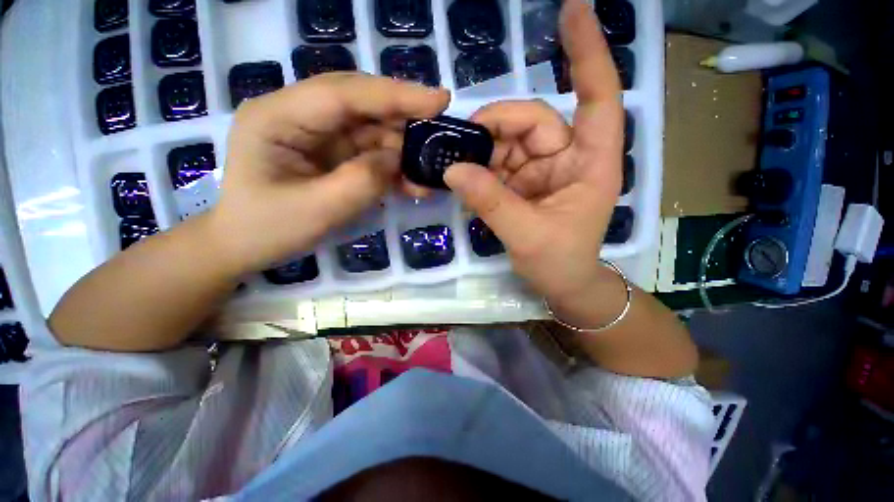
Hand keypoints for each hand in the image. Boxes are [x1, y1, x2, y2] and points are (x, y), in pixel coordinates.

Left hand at [208, 73, 449, 272]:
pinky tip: (411, 181)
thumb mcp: (317, 211)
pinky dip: (393, 165)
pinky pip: (369, 151)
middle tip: (440, 131)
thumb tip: (397, 158)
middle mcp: (299, 114)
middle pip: (361, 104)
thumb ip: (362, 182)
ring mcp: (317, 134)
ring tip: (429, 169)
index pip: (344, 94)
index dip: (395, 95)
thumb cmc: (268, 230)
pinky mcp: (331, 152)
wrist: (245, 246)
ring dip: (402, 148)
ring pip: (370, 129)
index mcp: (279, 116)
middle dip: (403, 117)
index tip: (439, 100)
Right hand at [444, 0, 624, 319]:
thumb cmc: (560, 263)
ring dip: (482, 153)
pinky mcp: (524, 183)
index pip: (597, 97)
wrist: (562, 283)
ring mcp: (544, 169)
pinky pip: (498, 164)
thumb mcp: (527, 236)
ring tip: (458, 170)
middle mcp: (568, 157)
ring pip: (509, 142)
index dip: (586, 53)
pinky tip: (465, 180)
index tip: (572, 9)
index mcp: (591, 163)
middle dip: (495, 128)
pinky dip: (479, 169)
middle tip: (461, 146)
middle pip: (531, 122)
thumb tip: (452, 170)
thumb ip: (491, 203)